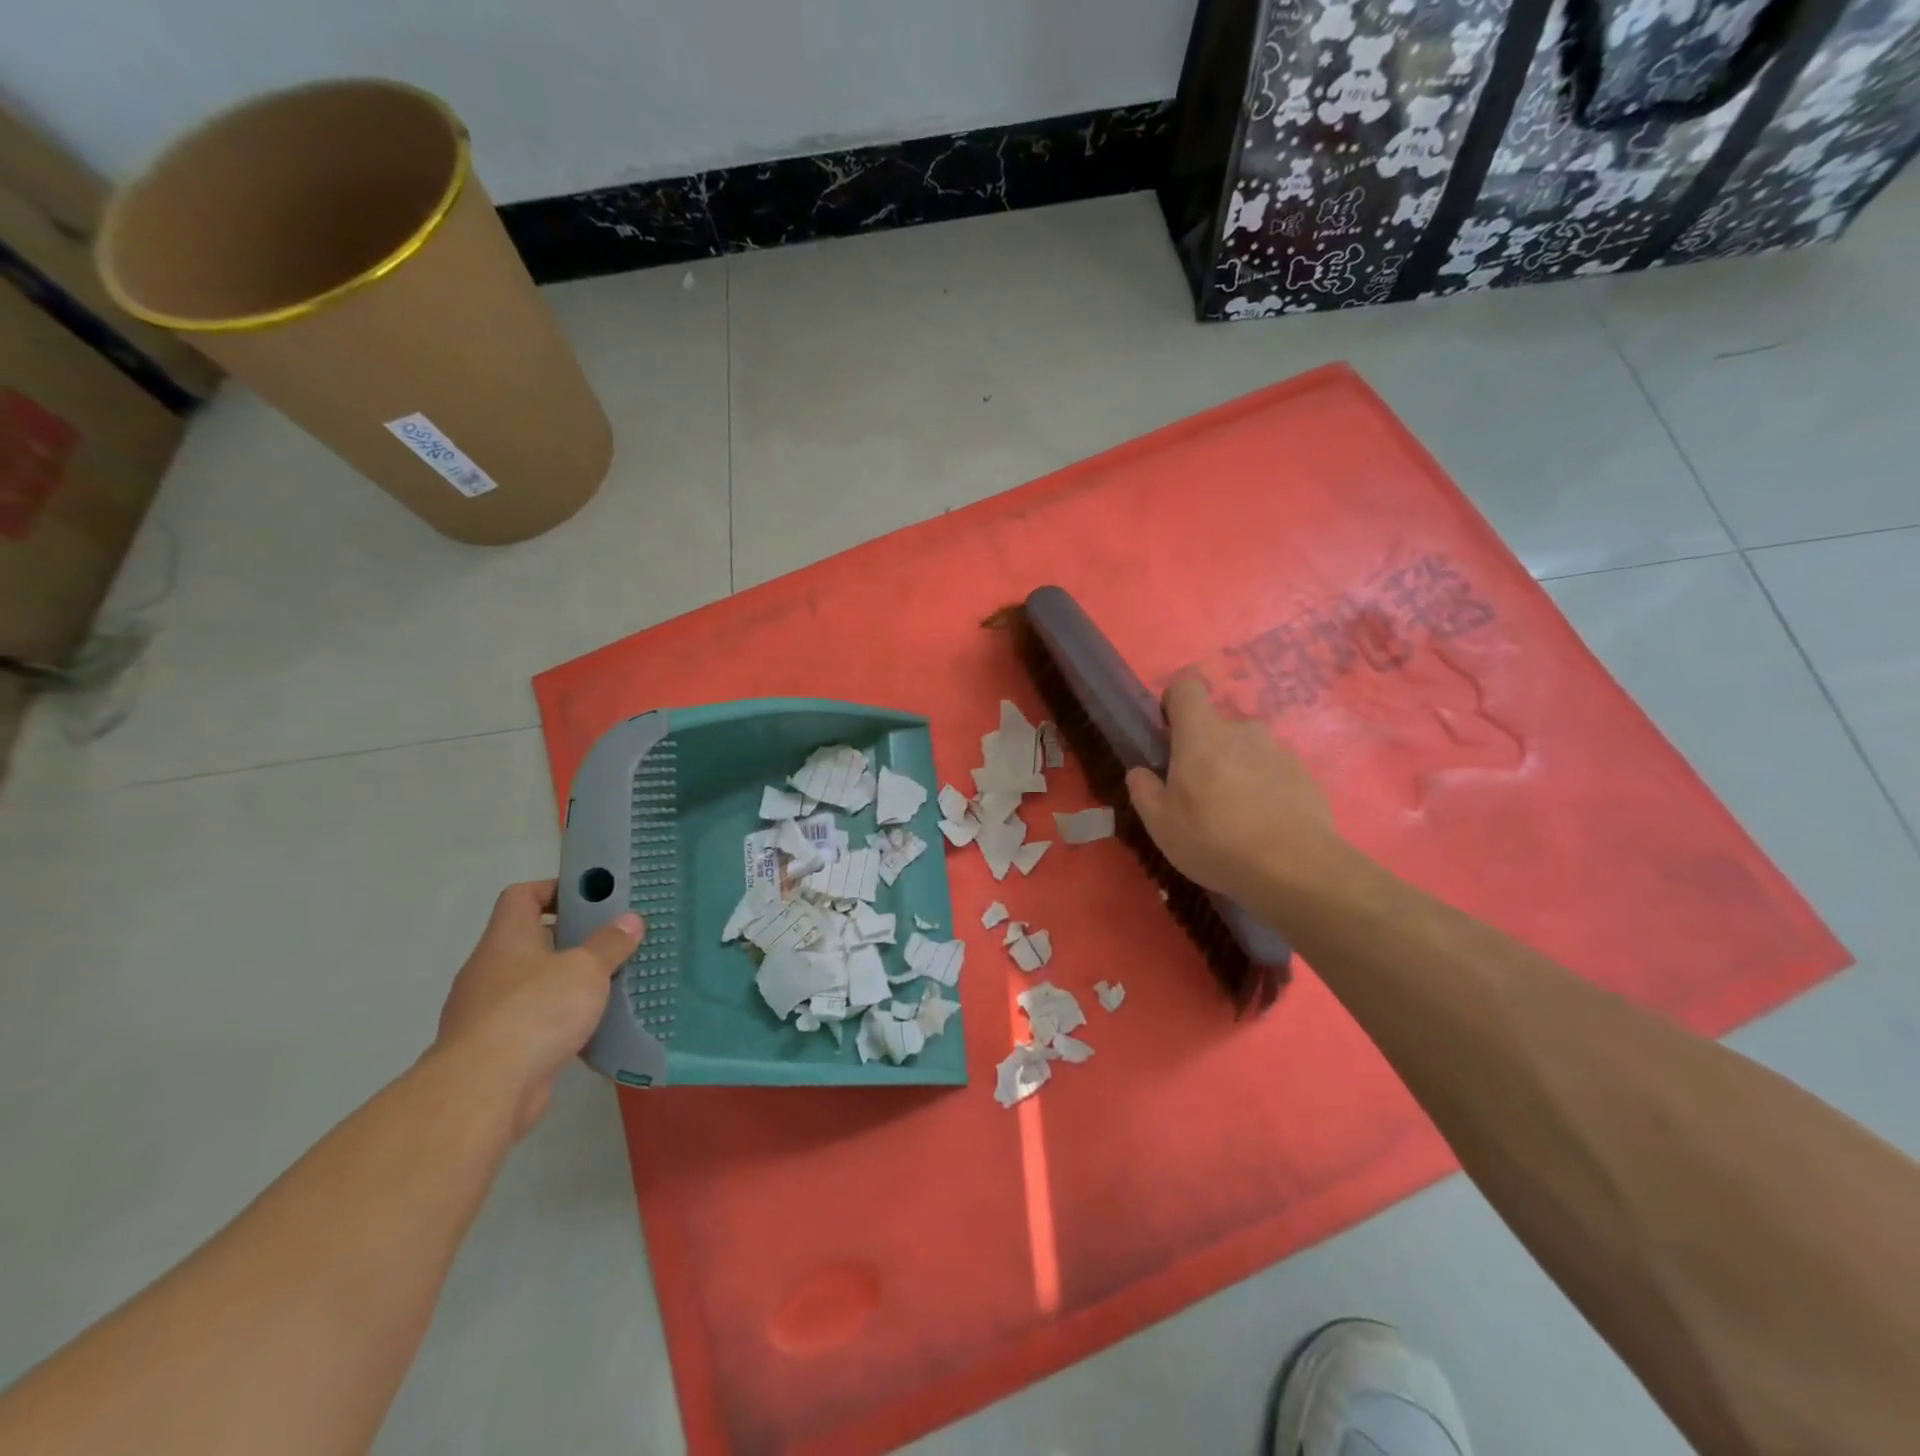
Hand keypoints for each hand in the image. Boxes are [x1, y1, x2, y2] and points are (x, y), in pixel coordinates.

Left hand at [435, 880, 643, 1136]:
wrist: (484, 1089)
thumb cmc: (536, 1010)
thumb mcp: (586, 969)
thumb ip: (610, 943)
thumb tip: (630, 920)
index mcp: (506, 939)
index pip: (521, 896)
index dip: (554, 889)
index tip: (590, 898)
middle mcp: (490, 969)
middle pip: (530, 940)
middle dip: (570, 939)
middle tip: (611, 940)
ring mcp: (487, 1010)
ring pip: (532, 983)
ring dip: (565, 982)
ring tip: (607, 982)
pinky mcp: (494, 1047)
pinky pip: (531, 1020)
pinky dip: (557, 1019)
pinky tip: (588, 1026)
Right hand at [1126, 672, 1337, 902]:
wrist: (1295, 869)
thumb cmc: (1215, 840)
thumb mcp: (1161, 824)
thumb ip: (1144, 790)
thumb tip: (1141, 771)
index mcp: (1201, 733)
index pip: (1186, 685)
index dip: (1174, 701)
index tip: (1169, 733)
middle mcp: (1242, 730)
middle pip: (1216, 726)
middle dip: (1205, 751)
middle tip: (1199, 794)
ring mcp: (1278, 750)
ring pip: (1246, 750)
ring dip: (1236, 770)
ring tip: (1236, 816)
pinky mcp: (1304, 774)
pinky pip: (1273, 771)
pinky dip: (1264, 788)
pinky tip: (1264, 825)